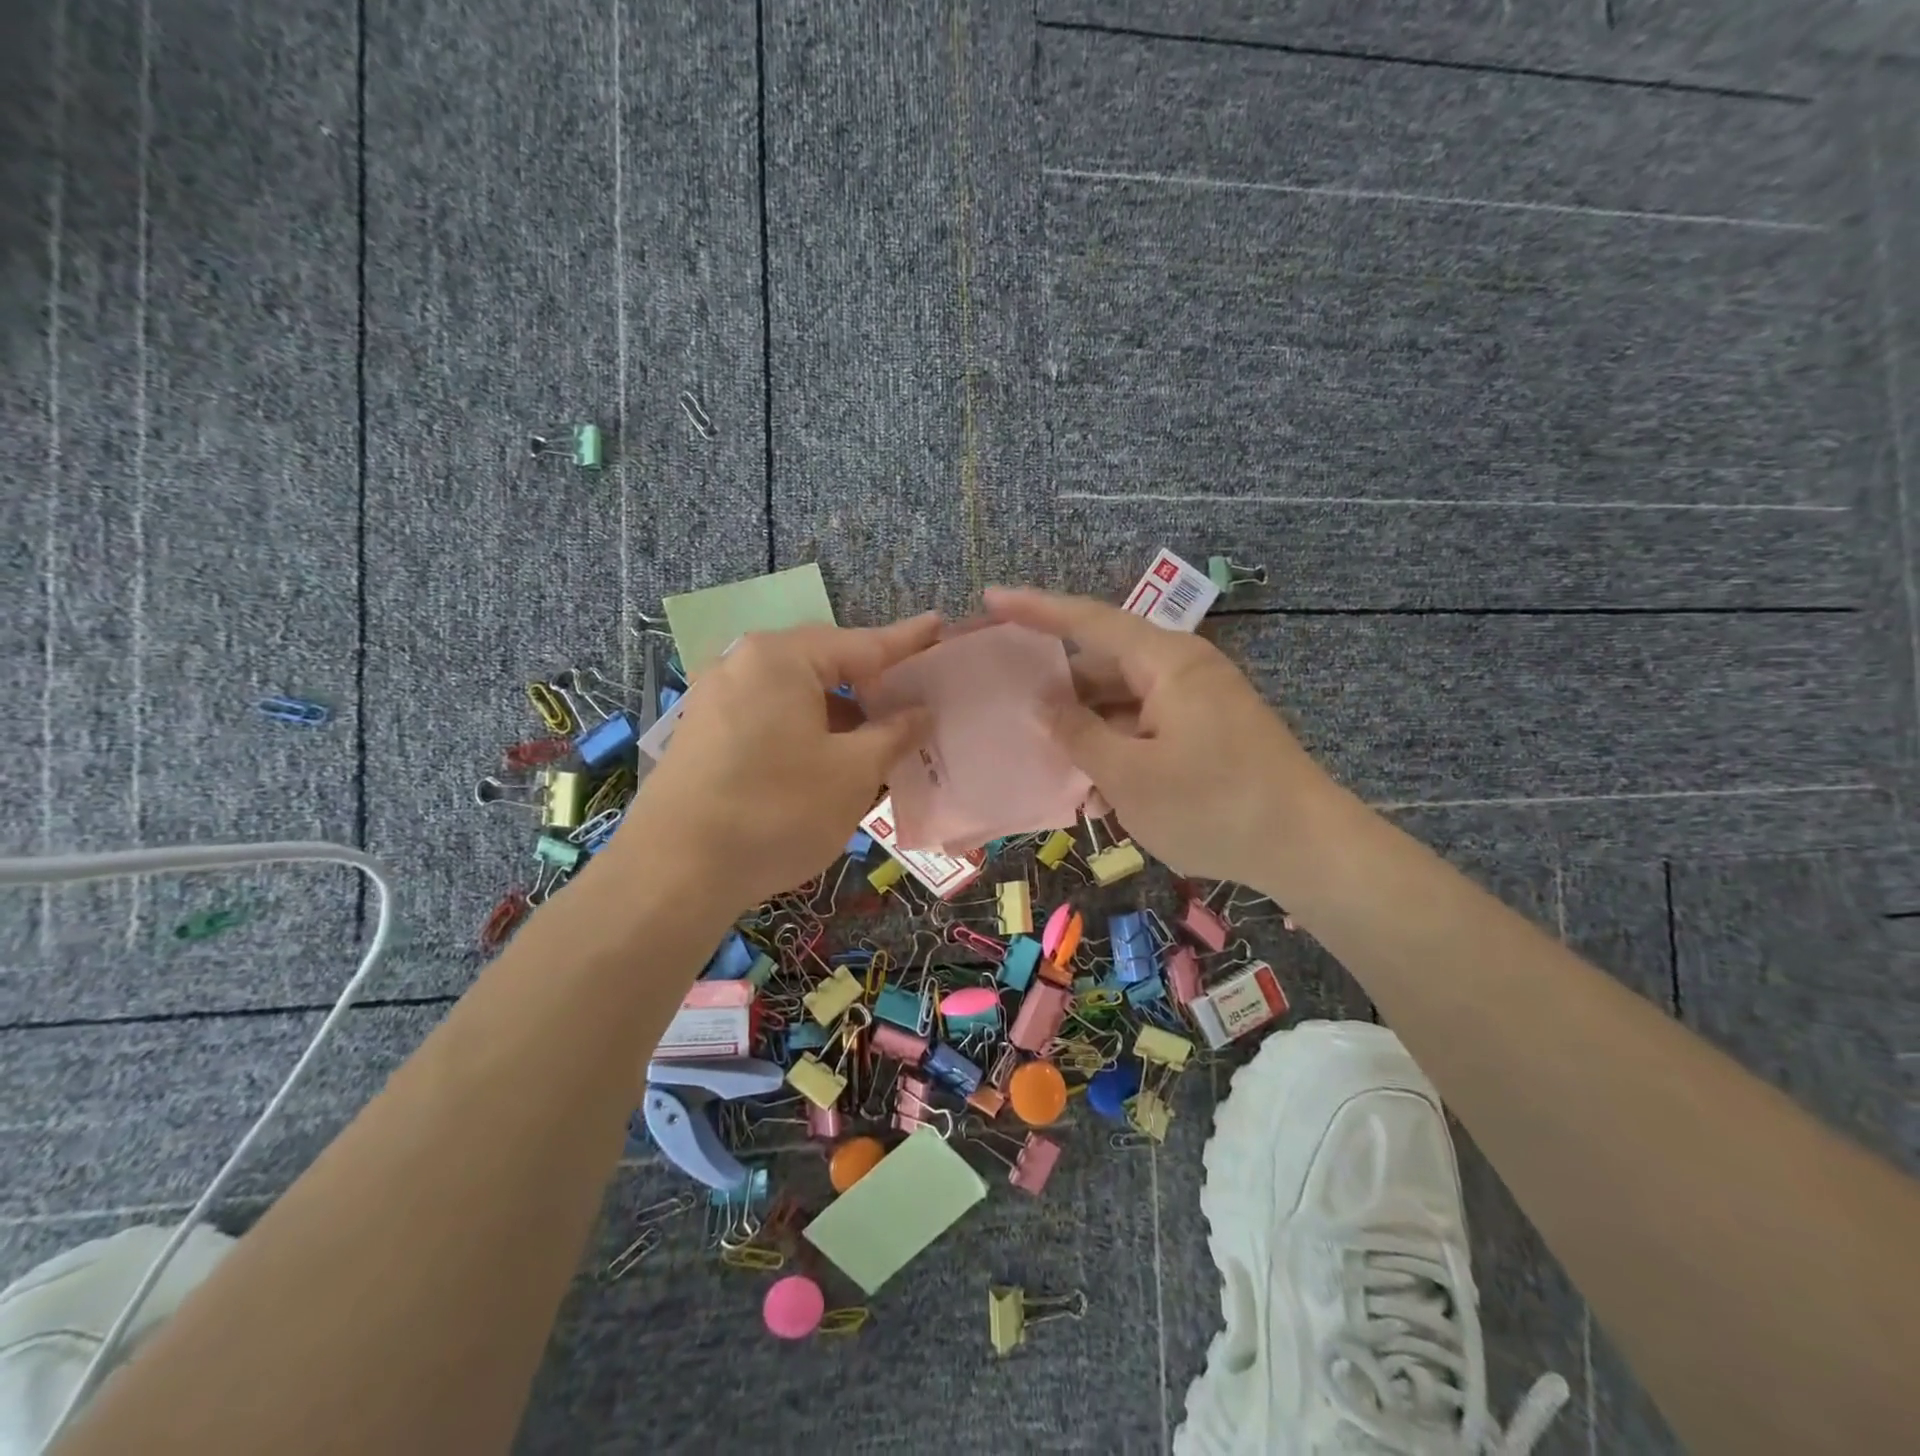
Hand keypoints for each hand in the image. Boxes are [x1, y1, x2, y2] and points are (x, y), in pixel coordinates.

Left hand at [615, 616, 939, 911]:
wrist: (672, 874)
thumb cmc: (777, 810)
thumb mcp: (853, 773)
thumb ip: (893, 733)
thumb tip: (920, 712)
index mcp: (781, 658)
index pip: (862, 643)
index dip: (907, 642)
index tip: (940, 626)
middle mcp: (743, 664)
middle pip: (824, 665)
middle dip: (871, 685)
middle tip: (914, 701)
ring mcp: (715, 699)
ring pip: (796, 696)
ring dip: (839, 715)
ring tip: (877, 741)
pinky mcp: (702, 734)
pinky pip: (769, 718)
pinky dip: (806, 732)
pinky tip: (828, 763)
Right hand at [983, 588, 1333, 886]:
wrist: (1307, 848)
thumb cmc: (1213, 806)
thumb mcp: (1129, 776)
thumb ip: (1079, 734)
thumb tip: (1045, 704)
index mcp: (1166, 662)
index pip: (1089, 620)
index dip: (1035, 609)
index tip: (991, 600)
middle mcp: (1183, 670)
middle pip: (1104, 662)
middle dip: (1057, 684)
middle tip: (1006, 695)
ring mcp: (1199, 702)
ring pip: (1124, 701)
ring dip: (1087, 727)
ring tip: (1043, 753)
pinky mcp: (1208, 733)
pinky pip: (1147, 727)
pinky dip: (1117, 747)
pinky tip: (1093, 786)